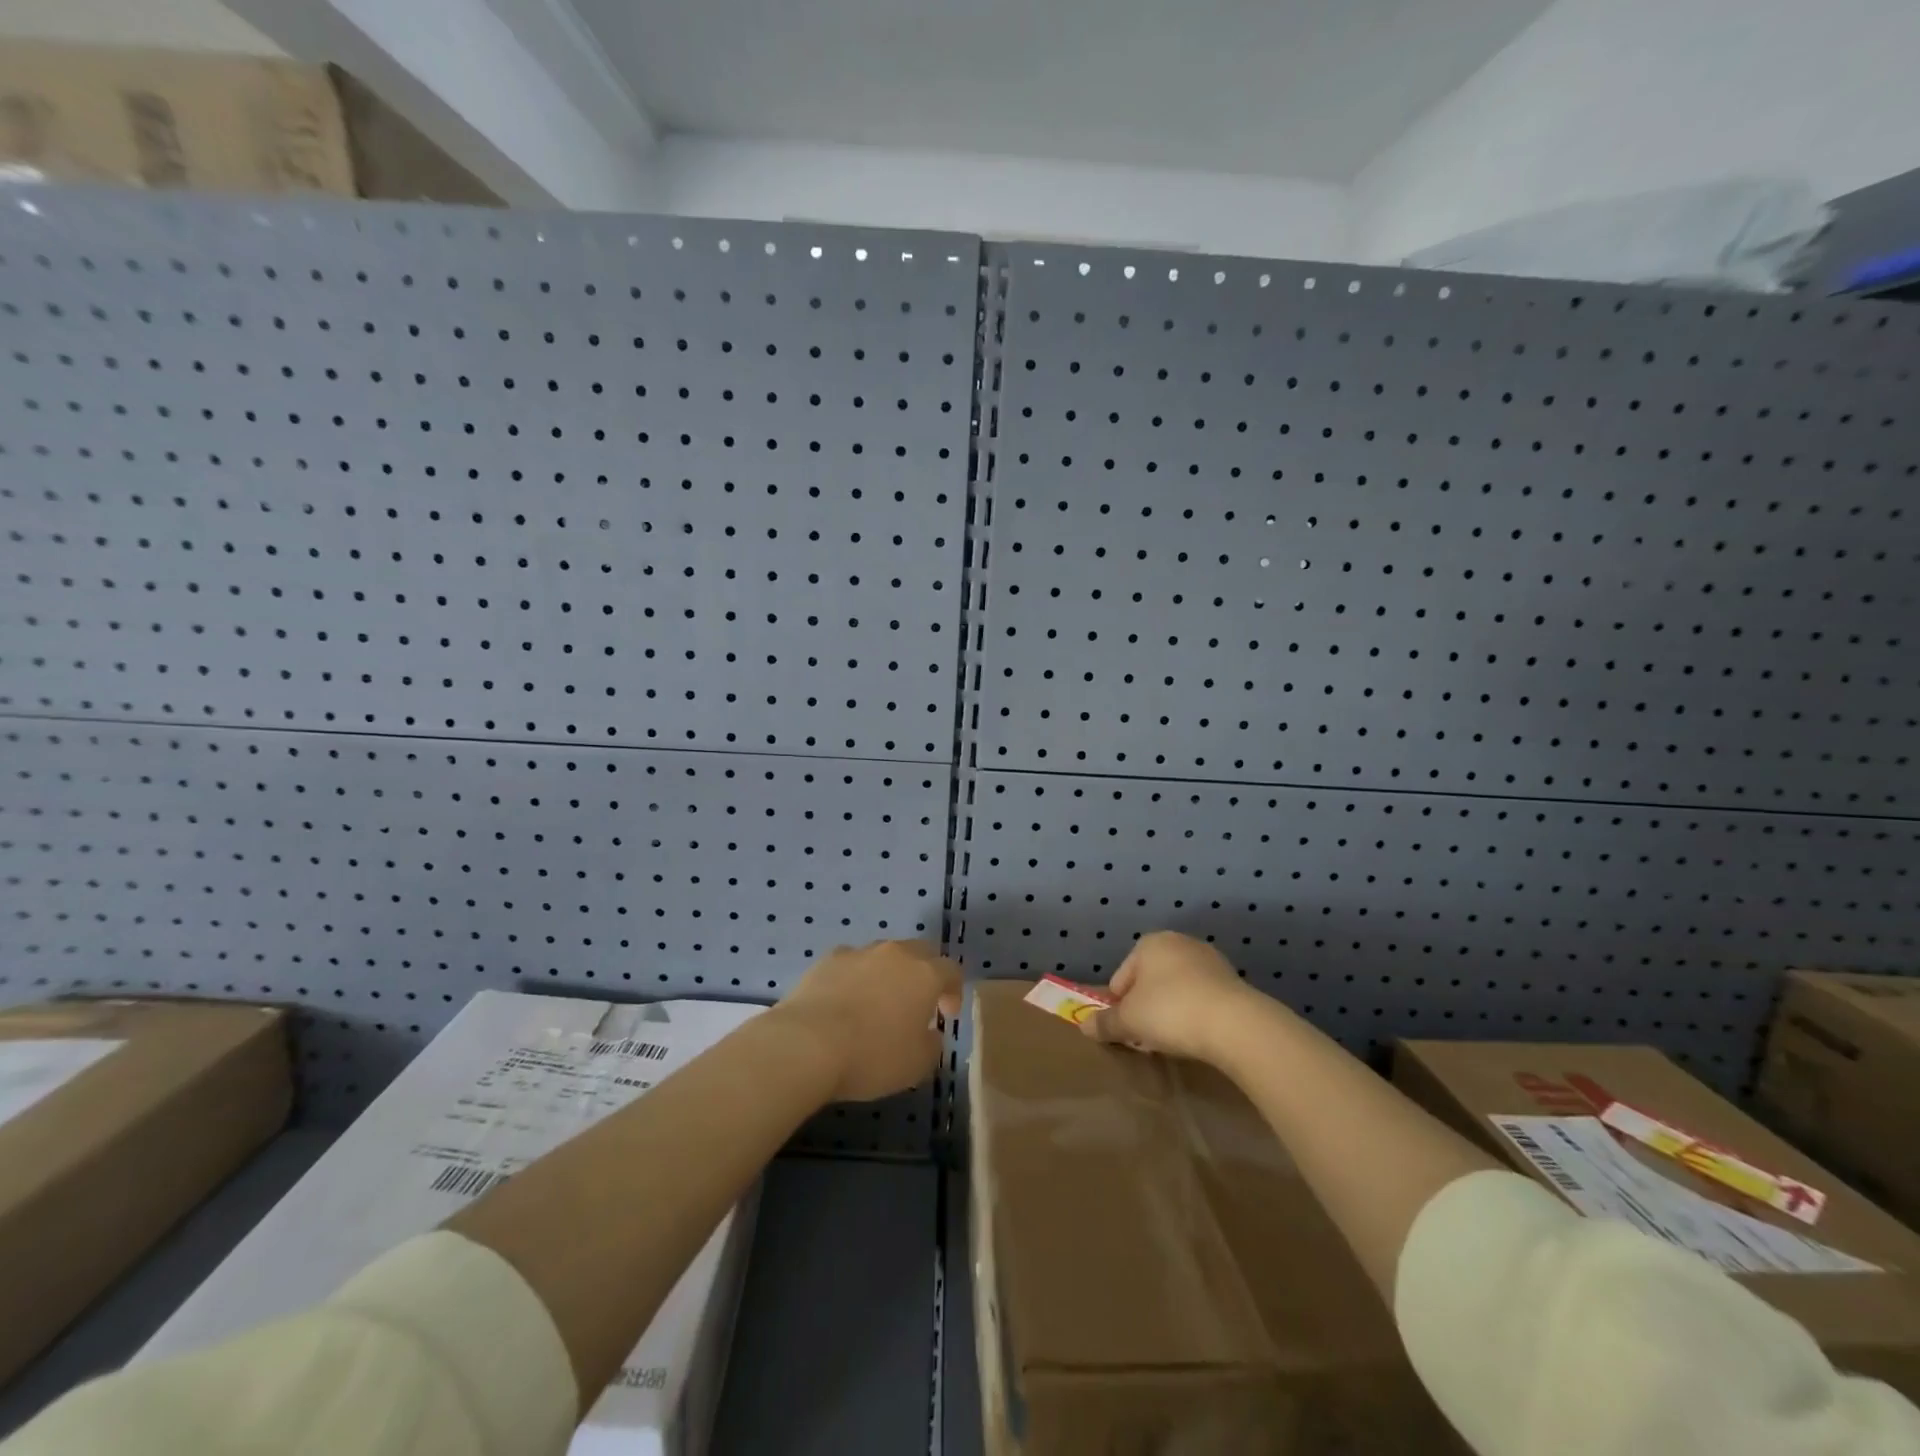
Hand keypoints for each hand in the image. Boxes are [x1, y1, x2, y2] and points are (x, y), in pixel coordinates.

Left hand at [776, 939, 962, 1101]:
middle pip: (919, 952)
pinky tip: (844, 1002)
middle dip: (924, 973)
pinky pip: (851, 963)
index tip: (947, 1014)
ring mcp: (859, 953)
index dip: (954, 991)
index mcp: (924, 974)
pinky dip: (854, 977)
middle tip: (918, 1003)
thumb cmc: (872, 1056)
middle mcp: (895, 954)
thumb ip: (931, 1044)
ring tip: (877, 1003)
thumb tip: (928, 1033)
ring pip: (883, 955)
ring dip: (888, 974)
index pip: (951, 970)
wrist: (807, 1044)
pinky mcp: (827, 959)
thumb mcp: (917, 1065)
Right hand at [1083, 930, 1254, 1061]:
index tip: (1126, 1030)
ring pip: (1178, 987)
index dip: (1119, 1006)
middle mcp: (1179, 942)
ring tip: (1175, 1038)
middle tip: (1148, 1035)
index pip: (1121, 978)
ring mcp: (1209, 959)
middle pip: (1150, 979)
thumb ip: (1105, 1023)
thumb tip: (1084, 1027)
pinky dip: (1196, 1012)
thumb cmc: (1170, 1012)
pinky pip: (1202, 997)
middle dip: (1146, 1005)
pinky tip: (1199, 1034)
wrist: (1234, 1024)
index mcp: (1149, 943)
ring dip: (1172, 1008)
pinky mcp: (1233, 980)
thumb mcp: (1129, 1021)